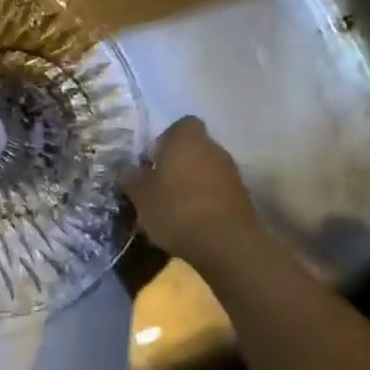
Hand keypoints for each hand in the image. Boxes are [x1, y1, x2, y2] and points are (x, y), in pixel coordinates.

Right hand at [122, 117, 259, 262]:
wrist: (226, 243)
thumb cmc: (176, 209)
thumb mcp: (141, 196)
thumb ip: (132, 178)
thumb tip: (128, 170)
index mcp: (187, 139)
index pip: (180, 125)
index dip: (165, 140)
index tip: (152, 161)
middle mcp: (213, 148)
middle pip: (192, 149)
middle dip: (175, 165)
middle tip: (156, 187)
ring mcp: (231, 173)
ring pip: (203, 172)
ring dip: (189, 185)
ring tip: (170, 210)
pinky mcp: (241, 198)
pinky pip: (215, 192)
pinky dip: (202, 202)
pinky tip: (189, 223)